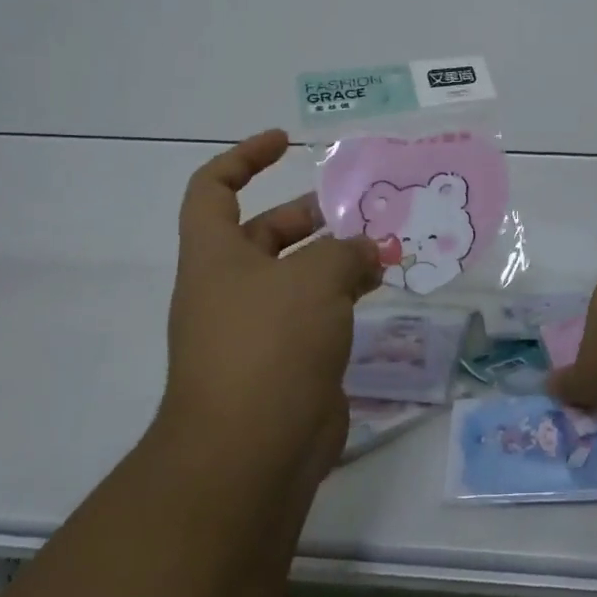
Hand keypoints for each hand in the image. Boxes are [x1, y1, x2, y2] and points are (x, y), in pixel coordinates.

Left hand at [158, 130, 382, 490]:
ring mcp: (256, 329)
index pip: (212, 188)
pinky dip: (343, 299)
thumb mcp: (315, 279)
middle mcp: (229, 287)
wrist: (251, 453)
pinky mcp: (285, 364)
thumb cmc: (271, 345)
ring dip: (336, 259)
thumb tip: (367, 250)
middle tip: (360, 208)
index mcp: (216, 256)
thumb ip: (347, 251)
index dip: (243, 158)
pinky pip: (315, 316)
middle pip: (265, 232)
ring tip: (384, 247)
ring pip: (297, 277)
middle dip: (310, 214)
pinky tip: (380, 291)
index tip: (285, 143)